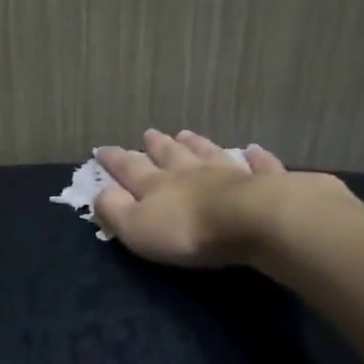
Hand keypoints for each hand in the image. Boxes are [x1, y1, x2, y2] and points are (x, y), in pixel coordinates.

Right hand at [93, 129, 357, 269]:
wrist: (251, 221)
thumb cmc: (187, 230)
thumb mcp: (136, 227)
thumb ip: (114, 210)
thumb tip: (99, 194)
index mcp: (157, 185)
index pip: (129, 169)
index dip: (114, 160)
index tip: (102, 149)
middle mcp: (190, 173)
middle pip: (170, 155)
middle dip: (156, 146)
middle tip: (148, 133)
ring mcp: (228, 173)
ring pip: (207, 154)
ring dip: (195, 144)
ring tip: (186, 134)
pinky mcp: (264, 183)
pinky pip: (258, 166)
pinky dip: (254, 157)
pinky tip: (253, 149)